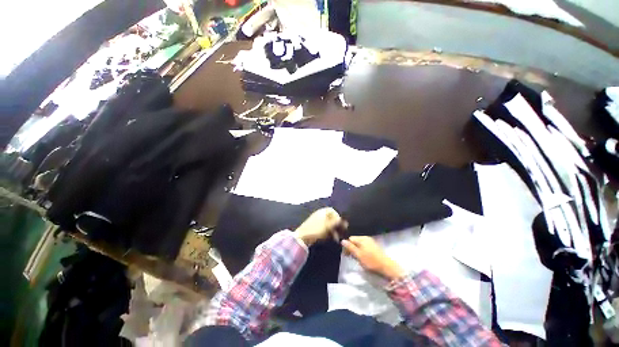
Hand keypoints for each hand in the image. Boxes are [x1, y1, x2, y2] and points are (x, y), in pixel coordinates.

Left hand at [295, 207, 346, 246]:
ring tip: (337, 238)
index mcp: (322, 212)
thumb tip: (344, 219)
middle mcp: (320, 215)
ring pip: (328, 224)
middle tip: (342, 231)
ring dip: (334, 230)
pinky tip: (332, 238)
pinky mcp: (315, 228)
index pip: (332, 210)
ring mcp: (317, 222)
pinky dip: (329, 233)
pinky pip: (324, 229)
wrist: (302, 237)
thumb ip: (336, 222)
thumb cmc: (316, 229)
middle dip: (337, 225)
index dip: (338, 216)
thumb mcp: (328, 225)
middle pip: (331, 218)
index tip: (342, 223)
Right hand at [341, 236, 404, 280]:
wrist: (387, 267)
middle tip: (350, 257)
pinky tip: (363, 258)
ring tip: (356, 259)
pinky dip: (362, 251)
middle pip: (355, 241)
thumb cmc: (371, 261)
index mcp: (362, 238)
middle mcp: (366, 238)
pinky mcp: (374, 247)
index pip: (350, 239)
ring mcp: (371, 242)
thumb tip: (342, 240)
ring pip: (359, 244)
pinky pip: (364, 247)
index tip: (345, 255)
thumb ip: (350, 247)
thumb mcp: (358, 255)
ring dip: (356, 251)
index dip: (346, 246)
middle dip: (351, 248)